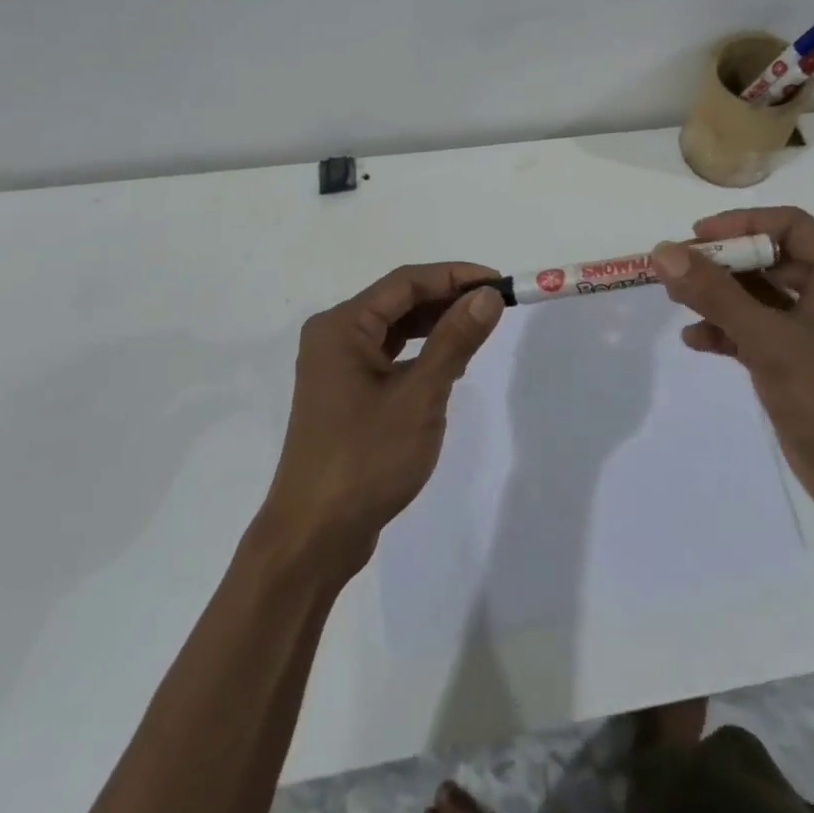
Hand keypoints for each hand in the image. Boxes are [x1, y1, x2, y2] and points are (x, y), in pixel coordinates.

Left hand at [261, 264, 505, 571]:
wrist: (314, 536)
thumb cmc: (366, 459)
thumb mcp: (420, 395)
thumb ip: (455, 340)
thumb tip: (488, 296)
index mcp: (342, 326)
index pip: (406, 283)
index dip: (455, 276)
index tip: (499, 283)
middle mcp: (334, 337)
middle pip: (398, 302)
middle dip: (447, 299)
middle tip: (495, 305)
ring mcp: (336, 367)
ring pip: (394, 330)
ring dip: (436, 325)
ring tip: (479, 329)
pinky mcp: (345, 394)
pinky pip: (389, 356)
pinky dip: (421, 353)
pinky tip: (450, 364)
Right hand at [652, 207, 813, 519]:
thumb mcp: (768, 340)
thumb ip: (715, 294)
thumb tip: (664, 252)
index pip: (791, 226)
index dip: (741, 225)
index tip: (695, 236)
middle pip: (772, 260)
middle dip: (723, 265)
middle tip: (677, 269)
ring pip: (762, 297)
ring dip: (721, 299)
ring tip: (677, 301)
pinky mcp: (804, 361)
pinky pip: (761, 331)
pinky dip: (730, 332)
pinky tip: (696, 340)